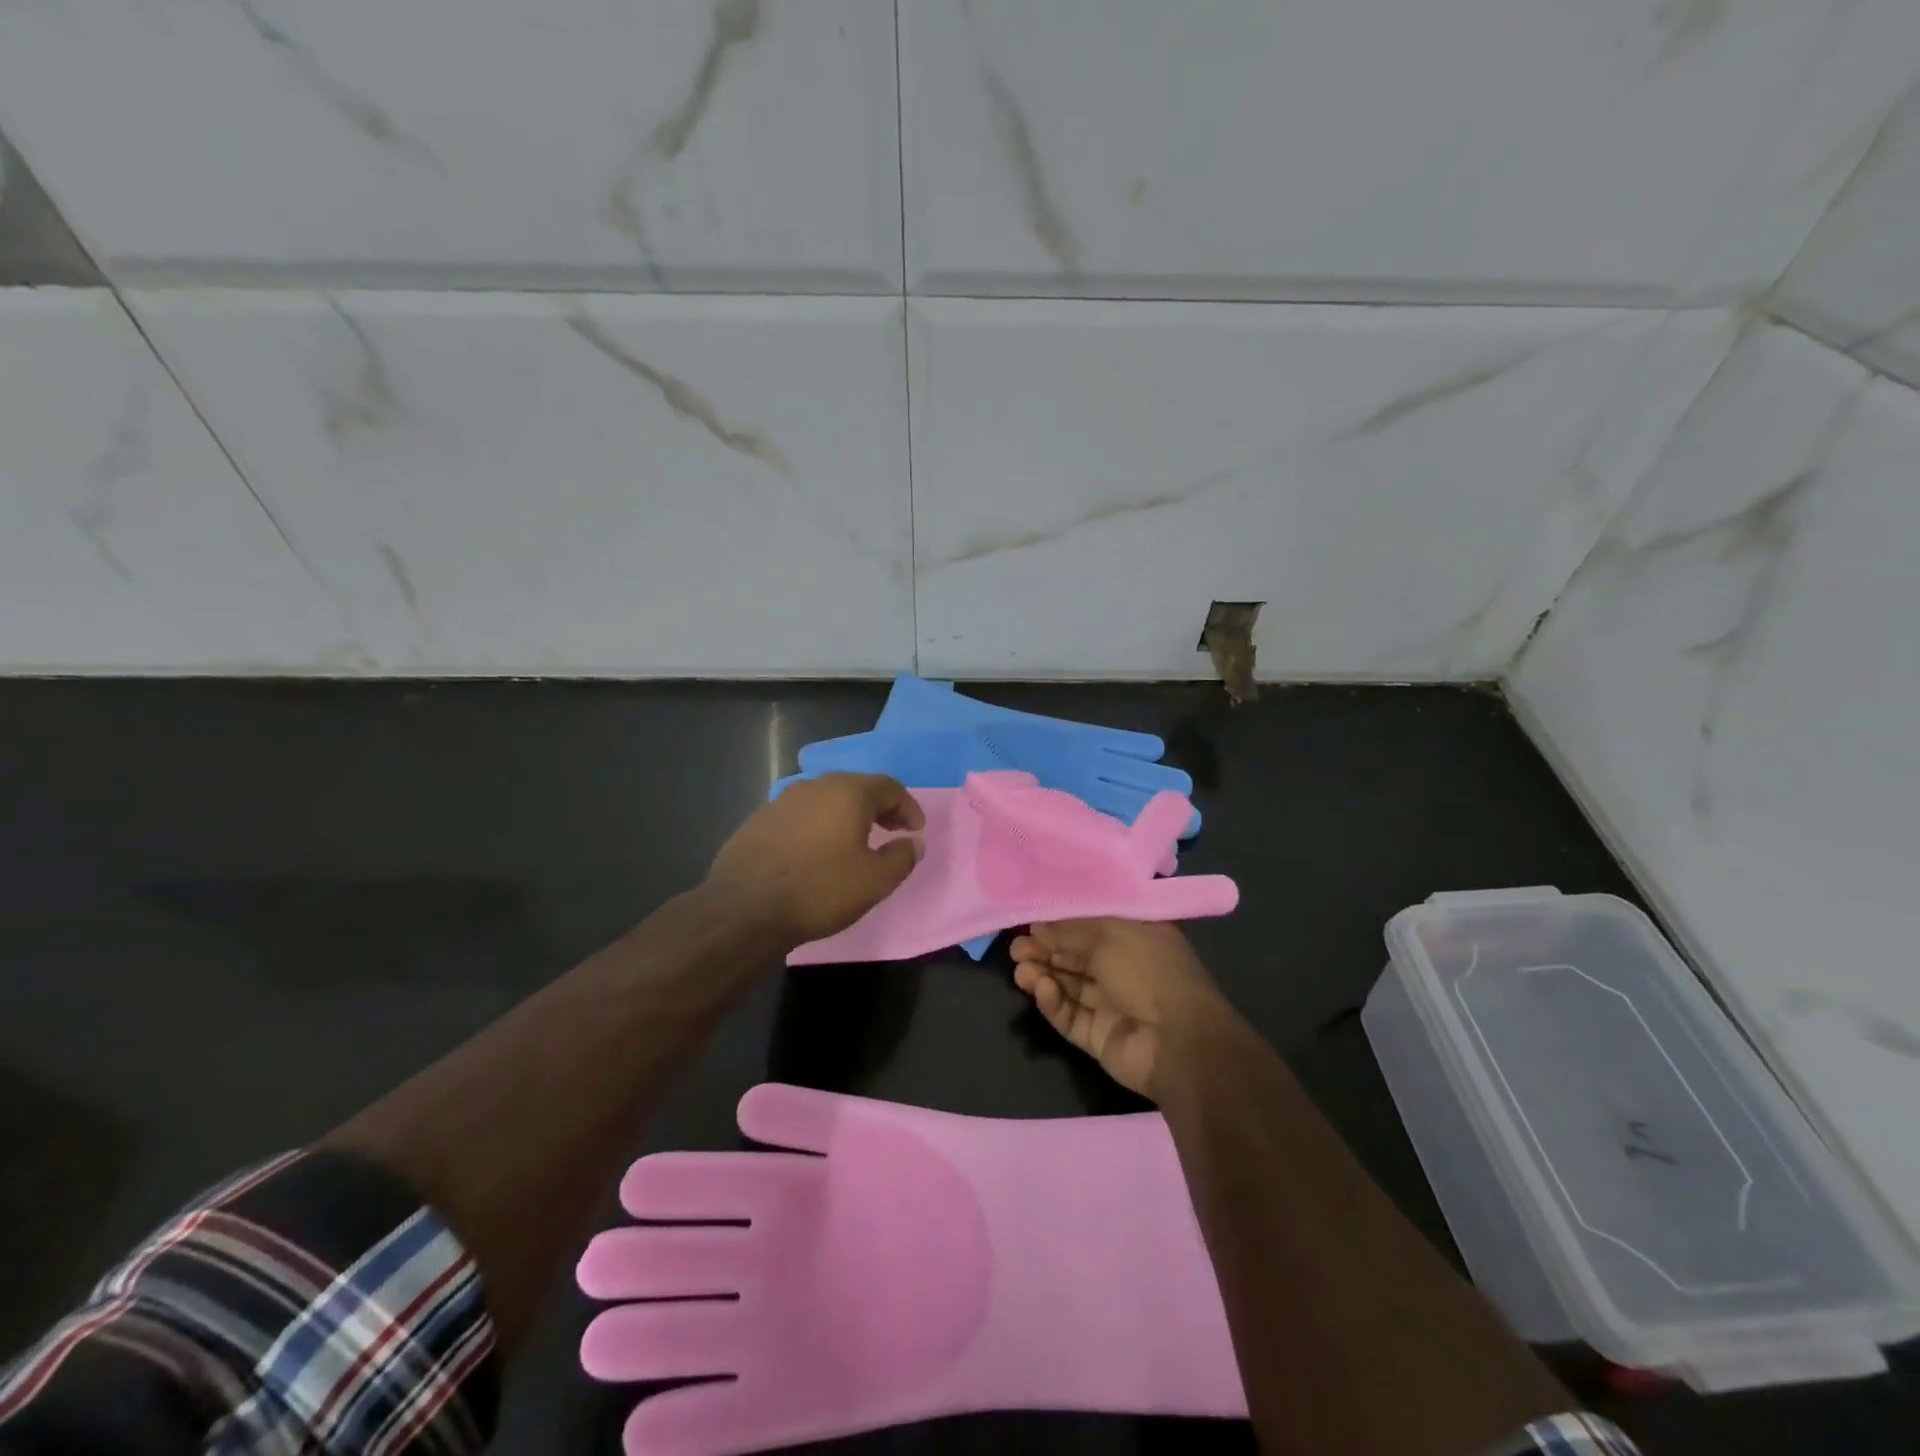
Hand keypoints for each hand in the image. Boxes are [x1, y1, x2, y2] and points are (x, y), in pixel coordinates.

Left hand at [706, 773, 924, 947]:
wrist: (745, 908)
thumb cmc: (820, 889)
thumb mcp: (875, 881)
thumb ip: (902, 857)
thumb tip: (913, 843)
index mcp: (848, 792)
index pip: (889, 787)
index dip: (908, 807)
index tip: (916, 830)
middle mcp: (815, 786)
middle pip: (857, 788)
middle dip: (880, 808)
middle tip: (892, 831)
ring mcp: (783, 800)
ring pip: (827, 799)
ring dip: (848, 816)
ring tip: (856, 842)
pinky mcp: (760, 819)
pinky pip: (802, 814)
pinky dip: (820, 825)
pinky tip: (818, 851)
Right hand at [1011, 919, 1242, 1099]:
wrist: (1178, 1045)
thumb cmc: (1149, 972)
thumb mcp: (1109, 935)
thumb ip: (1069, 931)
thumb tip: (1037, 927)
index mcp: (1136, 936)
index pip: (1091, 924)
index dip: (1061, 922)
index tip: (1031, 921)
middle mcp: (1124, 967)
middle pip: (1075, 955)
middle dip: (1045, 949)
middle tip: (1016, 949)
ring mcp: (1111, 1004)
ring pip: (1069, 985)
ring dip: (1044, 975)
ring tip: (1021, 971)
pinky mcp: (1098, 1035)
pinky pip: (1070, 1015)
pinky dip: (1054, 1002)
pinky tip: (1041, 990)